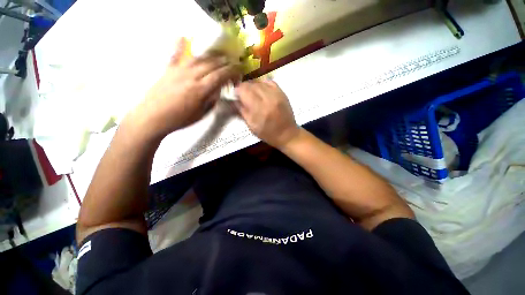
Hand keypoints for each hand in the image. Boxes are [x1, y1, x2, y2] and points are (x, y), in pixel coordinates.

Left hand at [125, 38, 239, 139]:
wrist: (153, 117)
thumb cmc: (180, 119)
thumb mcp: (201, 113)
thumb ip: (212, 100)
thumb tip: (218, 90)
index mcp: (201, 89)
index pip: (220, 75)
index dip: (232, 71)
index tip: (239, 70)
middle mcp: (191, 75)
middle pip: (211, 63)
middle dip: (224, 62)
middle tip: (232, 63)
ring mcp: (179, 70)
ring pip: (198, 57)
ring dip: (210, 55)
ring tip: (218, 56)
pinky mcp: (168, 69)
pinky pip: (175, 55)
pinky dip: (179, 45)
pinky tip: (181, 37)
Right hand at [236, 80, 299, 148]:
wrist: (287, 134)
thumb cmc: (268, 133)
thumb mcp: (251, 126)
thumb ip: (242, 111)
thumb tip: (234, 99)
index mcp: (259, 108)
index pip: (243, 90)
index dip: (237, 91)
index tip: (235, 95)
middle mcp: (268, 98)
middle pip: (251, 84)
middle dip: (244, 88)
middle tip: (242, 95)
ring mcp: (276, 94)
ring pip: (259, 82)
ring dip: (252, 86)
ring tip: (252, 94)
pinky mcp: (282, 93)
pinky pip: (269, 82)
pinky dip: (263, 85)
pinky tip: (261, 91)